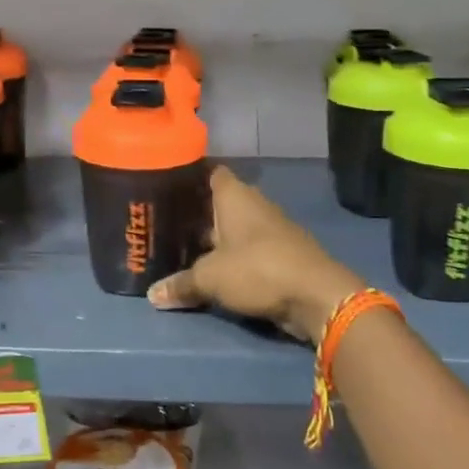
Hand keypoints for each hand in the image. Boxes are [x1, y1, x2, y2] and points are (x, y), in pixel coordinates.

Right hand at [147, 166, 364, 344]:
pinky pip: (247, 250)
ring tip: (182, 249)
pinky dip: (232, 257)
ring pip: (234, 228)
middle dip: (196, 213)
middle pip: (219, 203)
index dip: (190, 177)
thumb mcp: (210, 278)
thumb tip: (152, 294)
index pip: (210, 172)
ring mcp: (270, 229)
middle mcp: (253, 204)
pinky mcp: (280, 254)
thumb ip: (181, 283)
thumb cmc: (257, 269)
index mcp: (234, 196)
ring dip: (215, 239)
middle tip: (165, 224)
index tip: (167, 186)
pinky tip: (212, 270)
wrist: (316, 296)